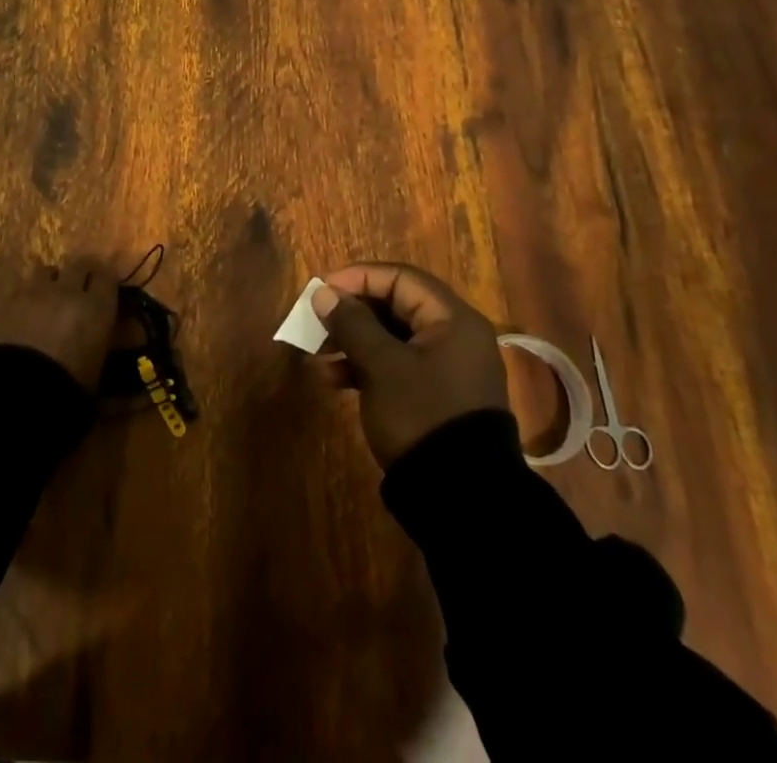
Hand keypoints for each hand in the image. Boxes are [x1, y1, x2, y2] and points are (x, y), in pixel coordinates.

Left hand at [0, 261, 120, 392]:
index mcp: (95, 309)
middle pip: (78, 264)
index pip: (107, 276)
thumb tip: (118, 339)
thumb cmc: (64, 395)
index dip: (105, 281)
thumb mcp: (95, 377)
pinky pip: (15, 288)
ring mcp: (31, 292)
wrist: (10, 398)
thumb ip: (104, 348)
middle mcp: (66, 291)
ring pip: (44, 271)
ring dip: (48, 282)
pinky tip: (17, 313)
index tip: (103, 290)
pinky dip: (20, 297)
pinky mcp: (1, 300)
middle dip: (79, 273)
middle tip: (77, 289)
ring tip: (44, 301)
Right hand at [308, 262, 508, 467]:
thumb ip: (352, 323)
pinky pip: (395, 365)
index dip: (357, 278)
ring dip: (351, 342)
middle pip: (394, 306)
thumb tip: (324, 293)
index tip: (321, 291)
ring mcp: (445, 368)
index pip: (400, 278)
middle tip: (315, 322)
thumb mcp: (381, 365)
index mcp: (452, 319)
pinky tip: (332, 380)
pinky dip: (365, 366)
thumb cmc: (421, 414)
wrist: (461, 498)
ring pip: (391, 337)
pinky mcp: (435, 395)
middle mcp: (454, 336)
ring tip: (315, 356)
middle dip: (350, 313)